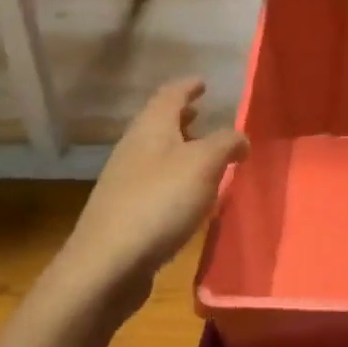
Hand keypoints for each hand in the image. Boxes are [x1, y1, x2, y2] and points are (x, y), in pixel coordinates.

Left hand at [55, 78, 247, 305]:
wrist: (106, 264)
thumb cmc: (159, 202)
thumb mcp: (204, 164)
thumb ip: (226, 143)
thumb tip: (241, 138)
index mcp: (151, 127)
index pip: (170, 95)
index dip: (187, 87)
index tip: (203, 82)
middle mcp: (134, 148)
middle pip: (159, 123)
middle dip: (182, 117)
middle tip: (203, 114)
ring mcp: (125, 181)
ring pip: (156, 153)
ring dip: (179, 149)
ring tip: (204, 155)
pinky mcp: (124, 213)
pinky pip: (155, 183)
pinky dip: (174, 179)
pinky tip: (189, 196)